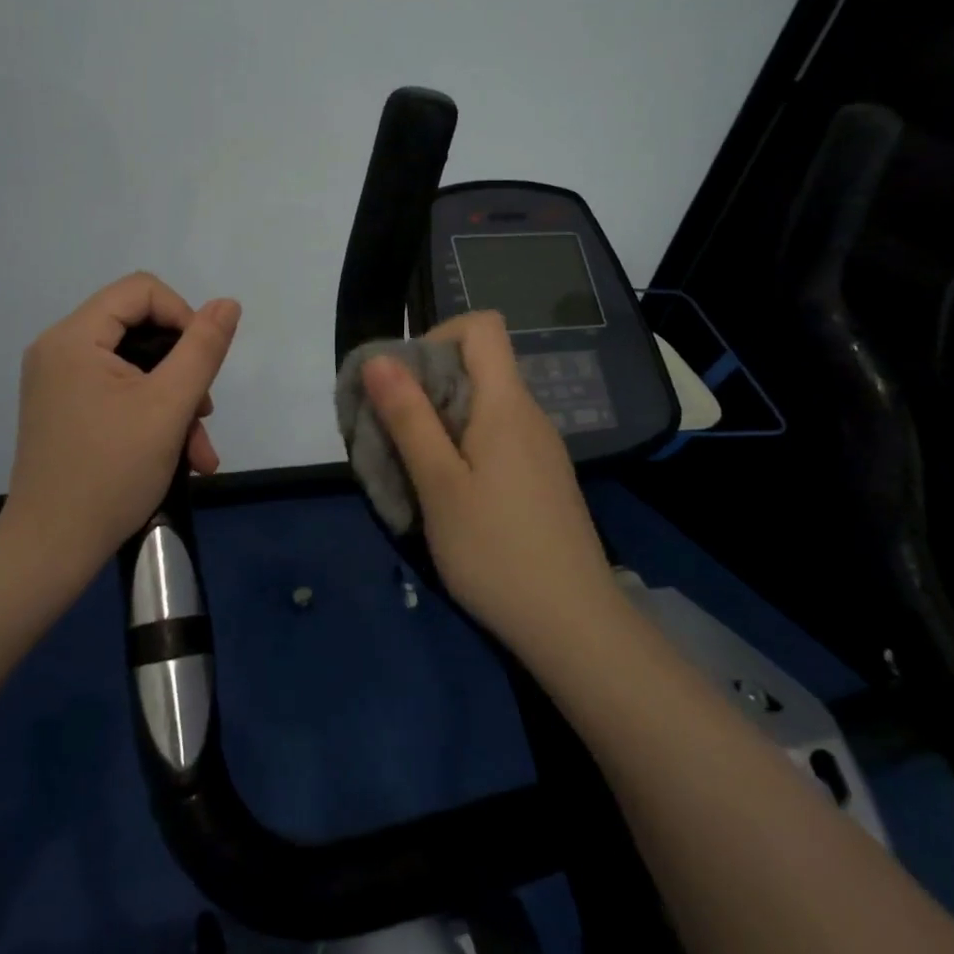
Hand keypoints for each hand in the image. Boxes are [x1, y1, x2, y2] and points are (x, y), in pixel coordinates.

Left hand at [4, 272, 241, 570]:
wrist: (51, 550)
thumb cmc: (111, 473)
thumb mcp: (169, 407)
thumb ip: (202, 349)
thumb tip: (227, 303)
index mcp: (74, 337)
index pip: (141, 290)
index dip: (183, 316)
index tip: (202, 363)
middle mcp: (59, 350)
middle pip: (140, 329)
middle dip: (183, 370)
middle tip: (204, 414)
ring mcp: (59, 382)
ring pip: (136, 367)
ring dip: (175, 402)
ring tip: (199, 451)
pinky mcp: (65, 409)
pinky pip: (118, 392)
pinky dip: (152, 415)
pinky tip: (181, 458)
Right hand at [360, 311, 615, 651]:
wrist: (574, 627)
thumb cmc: (496, 551)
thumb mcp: (438, 483)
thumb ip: (408, 416)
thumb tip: (379, 357)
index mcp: (506, 404)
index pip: (481, 326)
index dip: (437, 335)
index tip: (404, 380)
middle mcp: (529, 415)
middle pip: (478, 365)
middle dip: (427, 384)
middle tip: (393, 431)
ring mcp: (540, 448)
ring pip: (483, 404)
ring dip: (441, 419)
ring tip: (413, 466)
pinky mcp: (541, 478)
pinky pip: (496, 437)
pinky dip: (463, 445)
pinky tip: (448, 493)